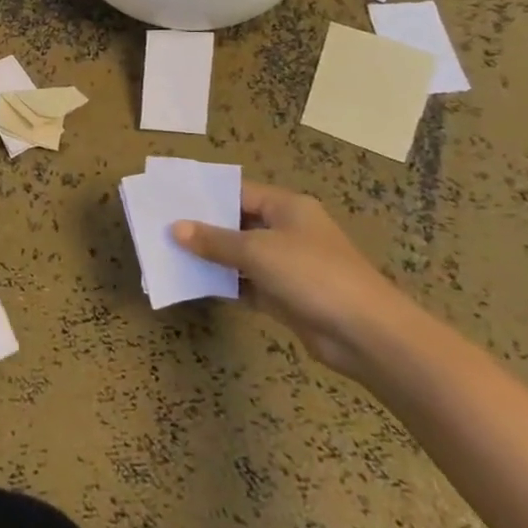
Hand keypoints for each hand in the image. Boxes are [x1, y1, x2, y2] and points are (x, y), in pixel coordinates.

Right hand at [172, 182, 415, 377]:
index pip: (239, 192)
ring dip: (211, 258)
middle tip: (162, 227)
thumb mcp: (257, 251)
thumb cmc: (312, 275)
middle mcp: (288, 231)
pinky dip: (225, 284)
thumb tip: (175, 228)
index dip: (206, 196)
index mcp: (287, 208)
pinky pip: (247, 284)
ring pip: (240, 256)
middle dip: (203, 227)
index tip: (170, 199)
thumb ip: (214, 240)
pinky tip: (194, 284)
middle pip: (238, 223)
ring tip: (169, 254)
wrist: (366, 335)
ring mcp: (288, 265)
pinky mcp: (286, 296)